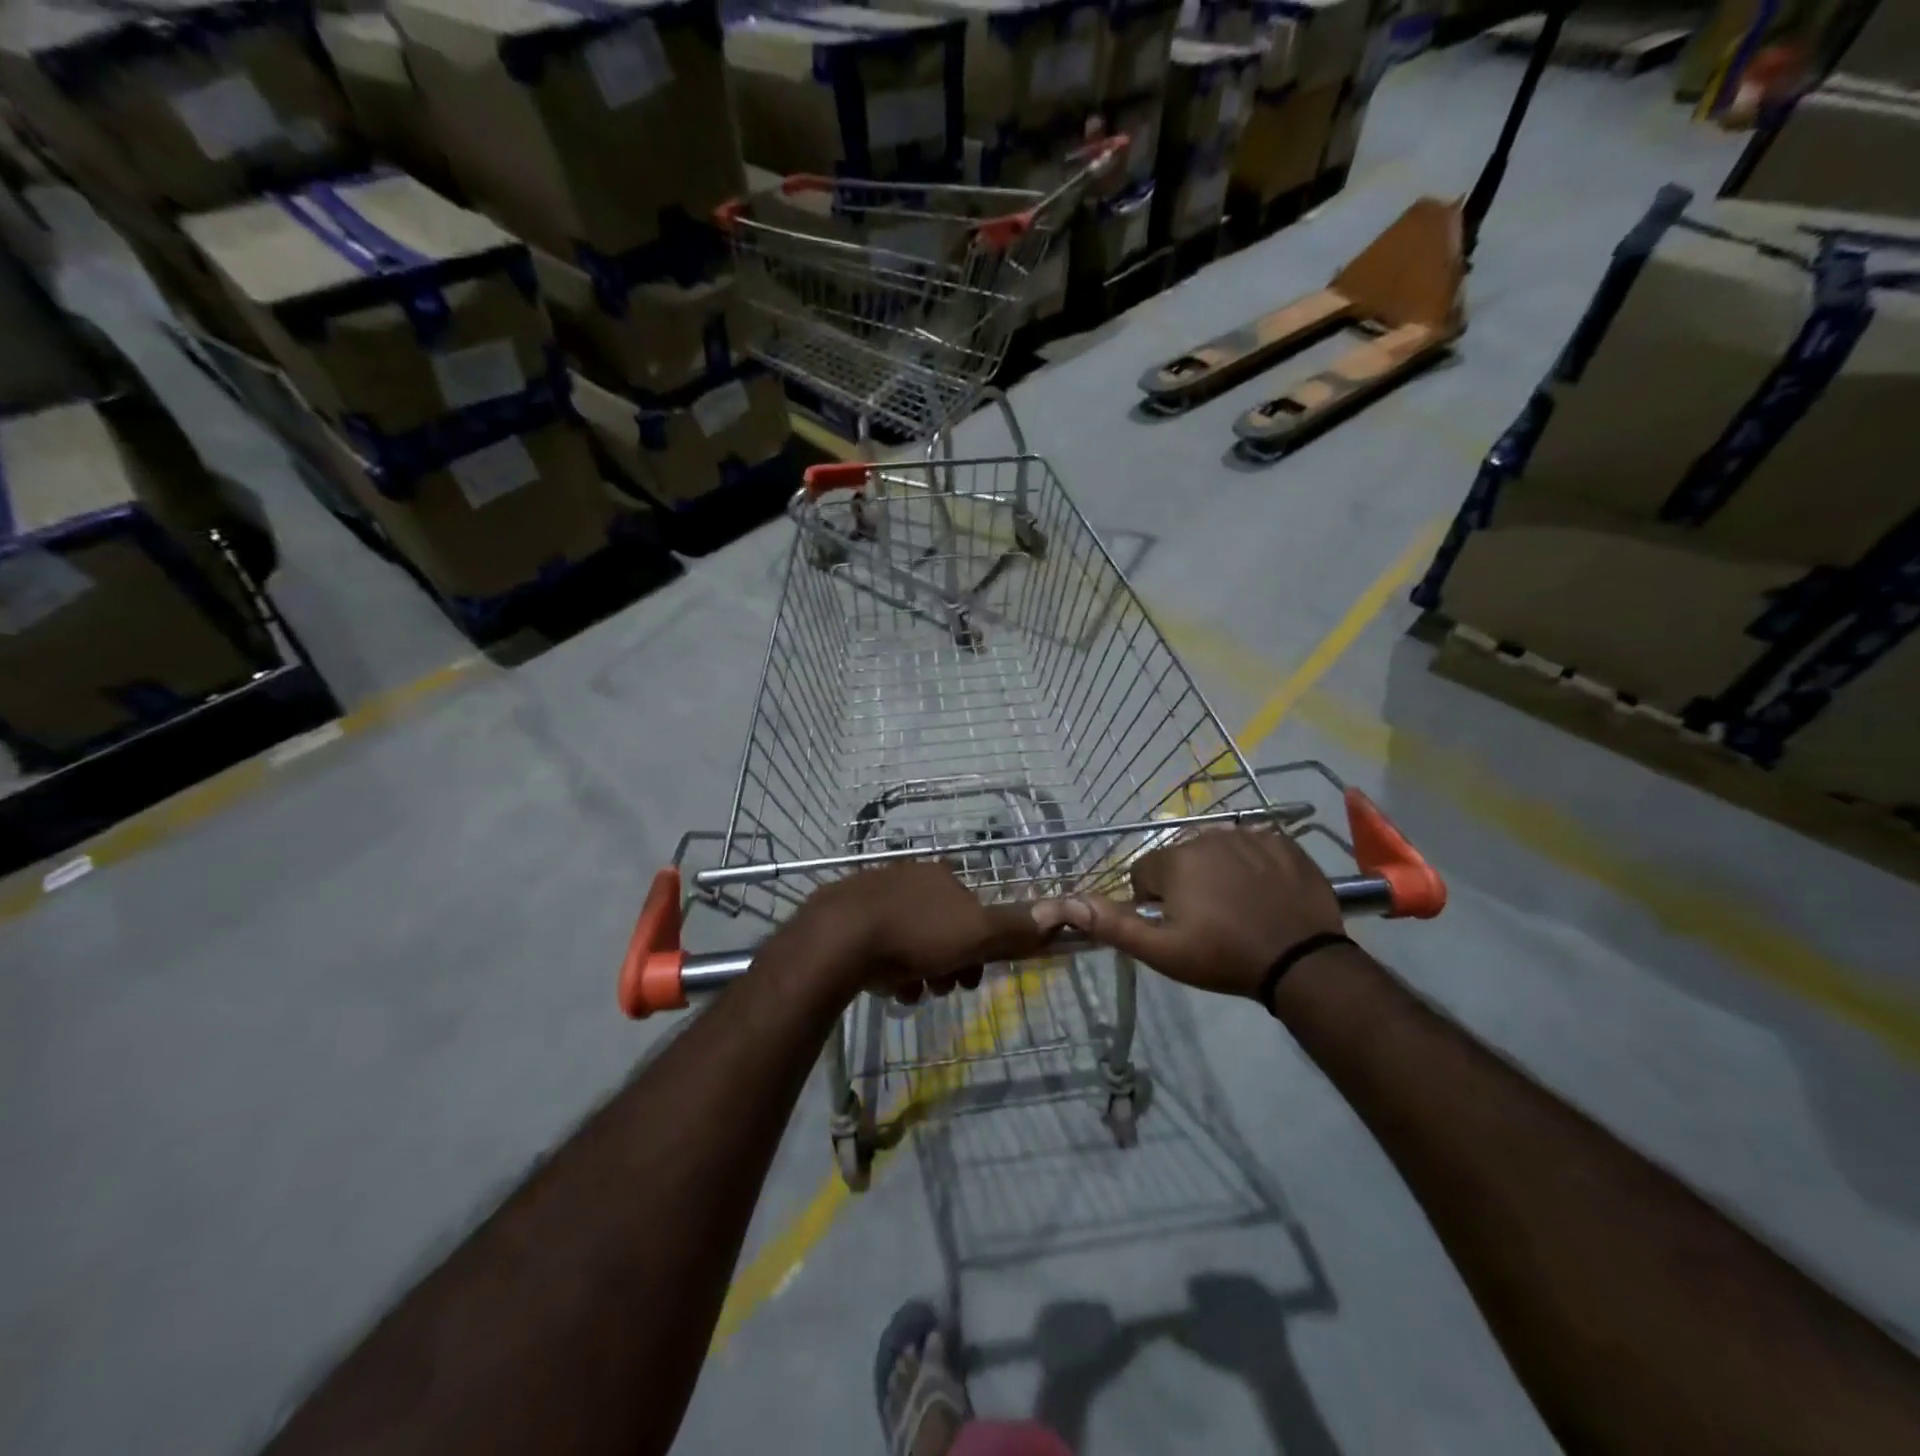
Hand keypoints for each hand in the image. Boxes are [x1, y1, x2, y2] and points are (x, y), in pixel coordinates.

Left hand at [772, 862, 1049, 1004]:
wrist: (840, 937)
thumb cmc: (916, 934)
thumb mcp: (976, 933)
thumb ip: (1014, 927)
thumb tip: (1057, 914)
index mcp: (943, 877)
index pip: (974, 914)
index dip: (979, 949)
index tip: (971, 979)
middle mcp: (911, 878)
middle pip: (943, 929)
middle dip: (947, 964)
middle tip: (941, 989)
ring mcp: (876, 893)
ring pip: (911, 940)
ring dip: (919, 970)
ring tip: (910, 992)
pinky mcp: (847, 914)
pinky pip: (879, 944)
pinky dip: (888, 967)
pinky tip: (885, 984)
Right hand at [1033, 829, 1343, 1000]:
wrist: (1301, 962)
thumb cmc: (1224, 957)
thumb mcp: (1162, 951)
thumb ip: (1113, 924)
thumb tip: (1067, 903)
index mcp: (1175, 860)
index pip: (1144, 872)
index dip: (1154, 901)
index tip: (1176, 927)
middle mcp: (1207, 836)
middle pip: (1180, 858)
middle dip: (1185, 884)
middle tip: (1208, 921)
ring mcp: (1248, 835)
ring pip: (1215, 850)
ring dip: (1217, 872)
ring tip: (1238, 908)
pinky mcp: (1282, 841)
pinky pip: (1253, 845)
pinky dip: (1253, 864)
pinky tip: (1264, 893)